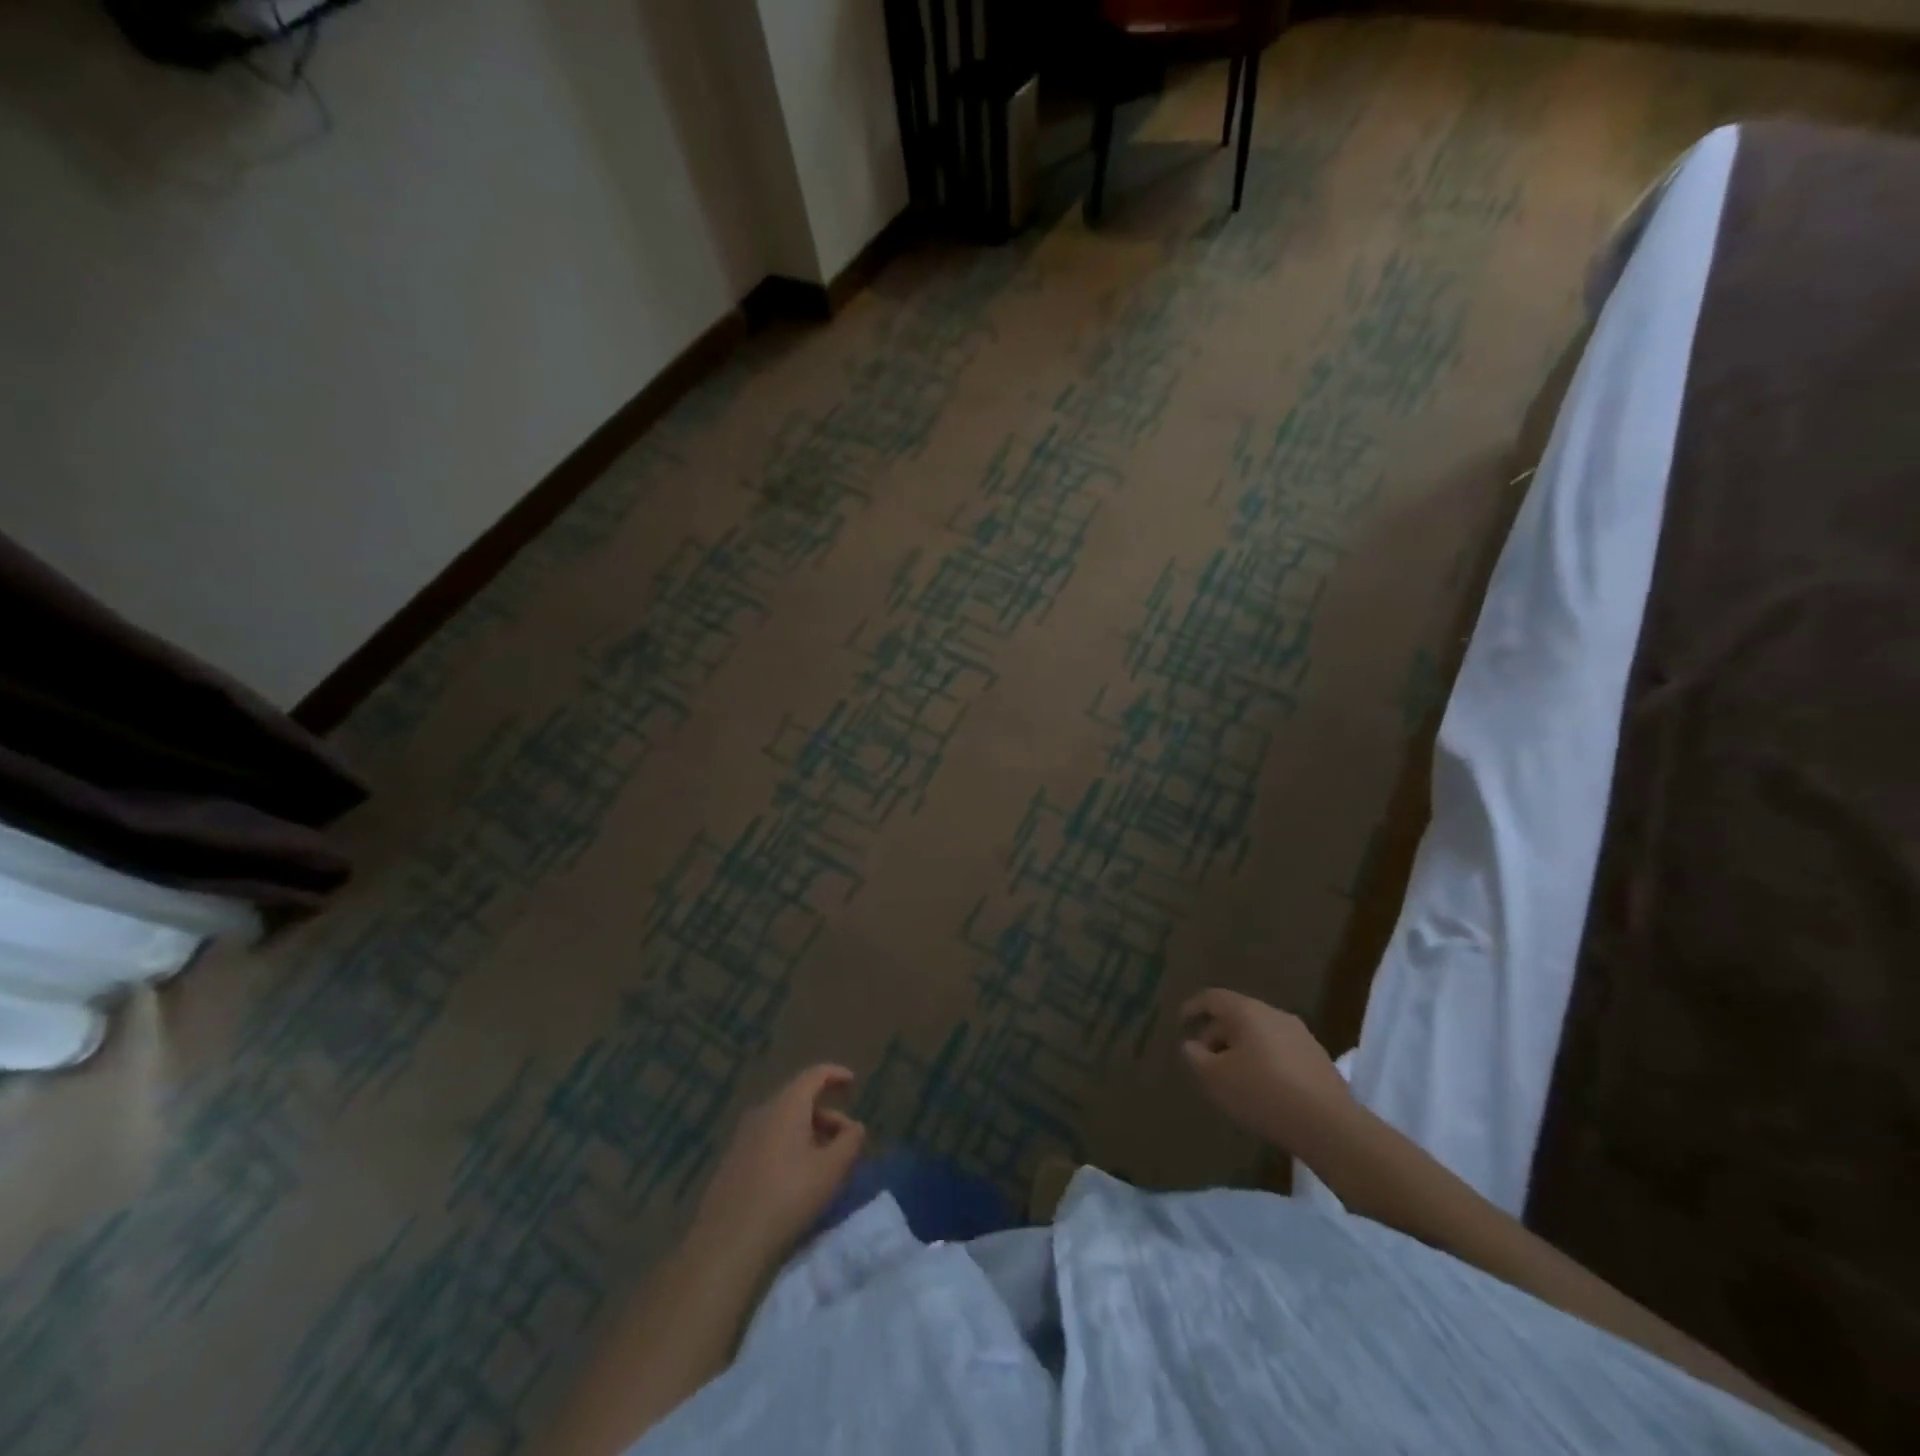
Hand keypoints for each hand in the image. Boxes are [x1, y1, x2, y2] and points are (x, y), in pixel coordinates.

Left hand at [691, 1064, 866, 1261]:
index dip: (836, 1074)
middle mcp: (763, 1112)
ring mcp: (744, 1136)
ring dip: (809, 1133)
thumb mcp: (831, 1170)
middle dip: (827, 1115)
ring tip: (825, 1163)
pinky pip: (769, 1139)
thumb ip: (850, 1142)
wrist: (728, 1243)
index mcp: (786, 1105)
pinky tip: (797, 1177)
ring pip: (784, 1122)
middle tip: (846, 1140)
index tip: (852, 1082)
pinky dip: (790, 1146)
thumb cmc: (788, 1197)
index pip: (814, 1075)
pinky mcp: (733, 1161)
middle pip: (800, 1100)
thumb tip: (856, 1127)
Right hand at [1180, 989, 1353, 1156]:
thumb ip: (1196, 1057)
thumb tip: (1191, 1045)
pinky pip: (1279, 1048)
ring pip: (1259, 1032)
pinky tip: (1261, 1085)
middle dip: (1216, 1033)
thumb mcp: (1216, 1078)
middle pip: (1237, 1015)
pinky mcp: (1317, 1057)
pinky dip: (1262, 1059)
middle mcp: (1274, 1014)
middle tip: (1203, 1058)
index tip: (1181, 1023)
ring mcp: (1300, 1034)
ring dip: (1240, 1047)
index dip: (1193, 1007)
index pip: (1212, 998)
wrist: (1329, 1125)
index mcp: (1247, 1011)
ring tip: (1231, 1074)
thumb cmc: (1262, 1093)